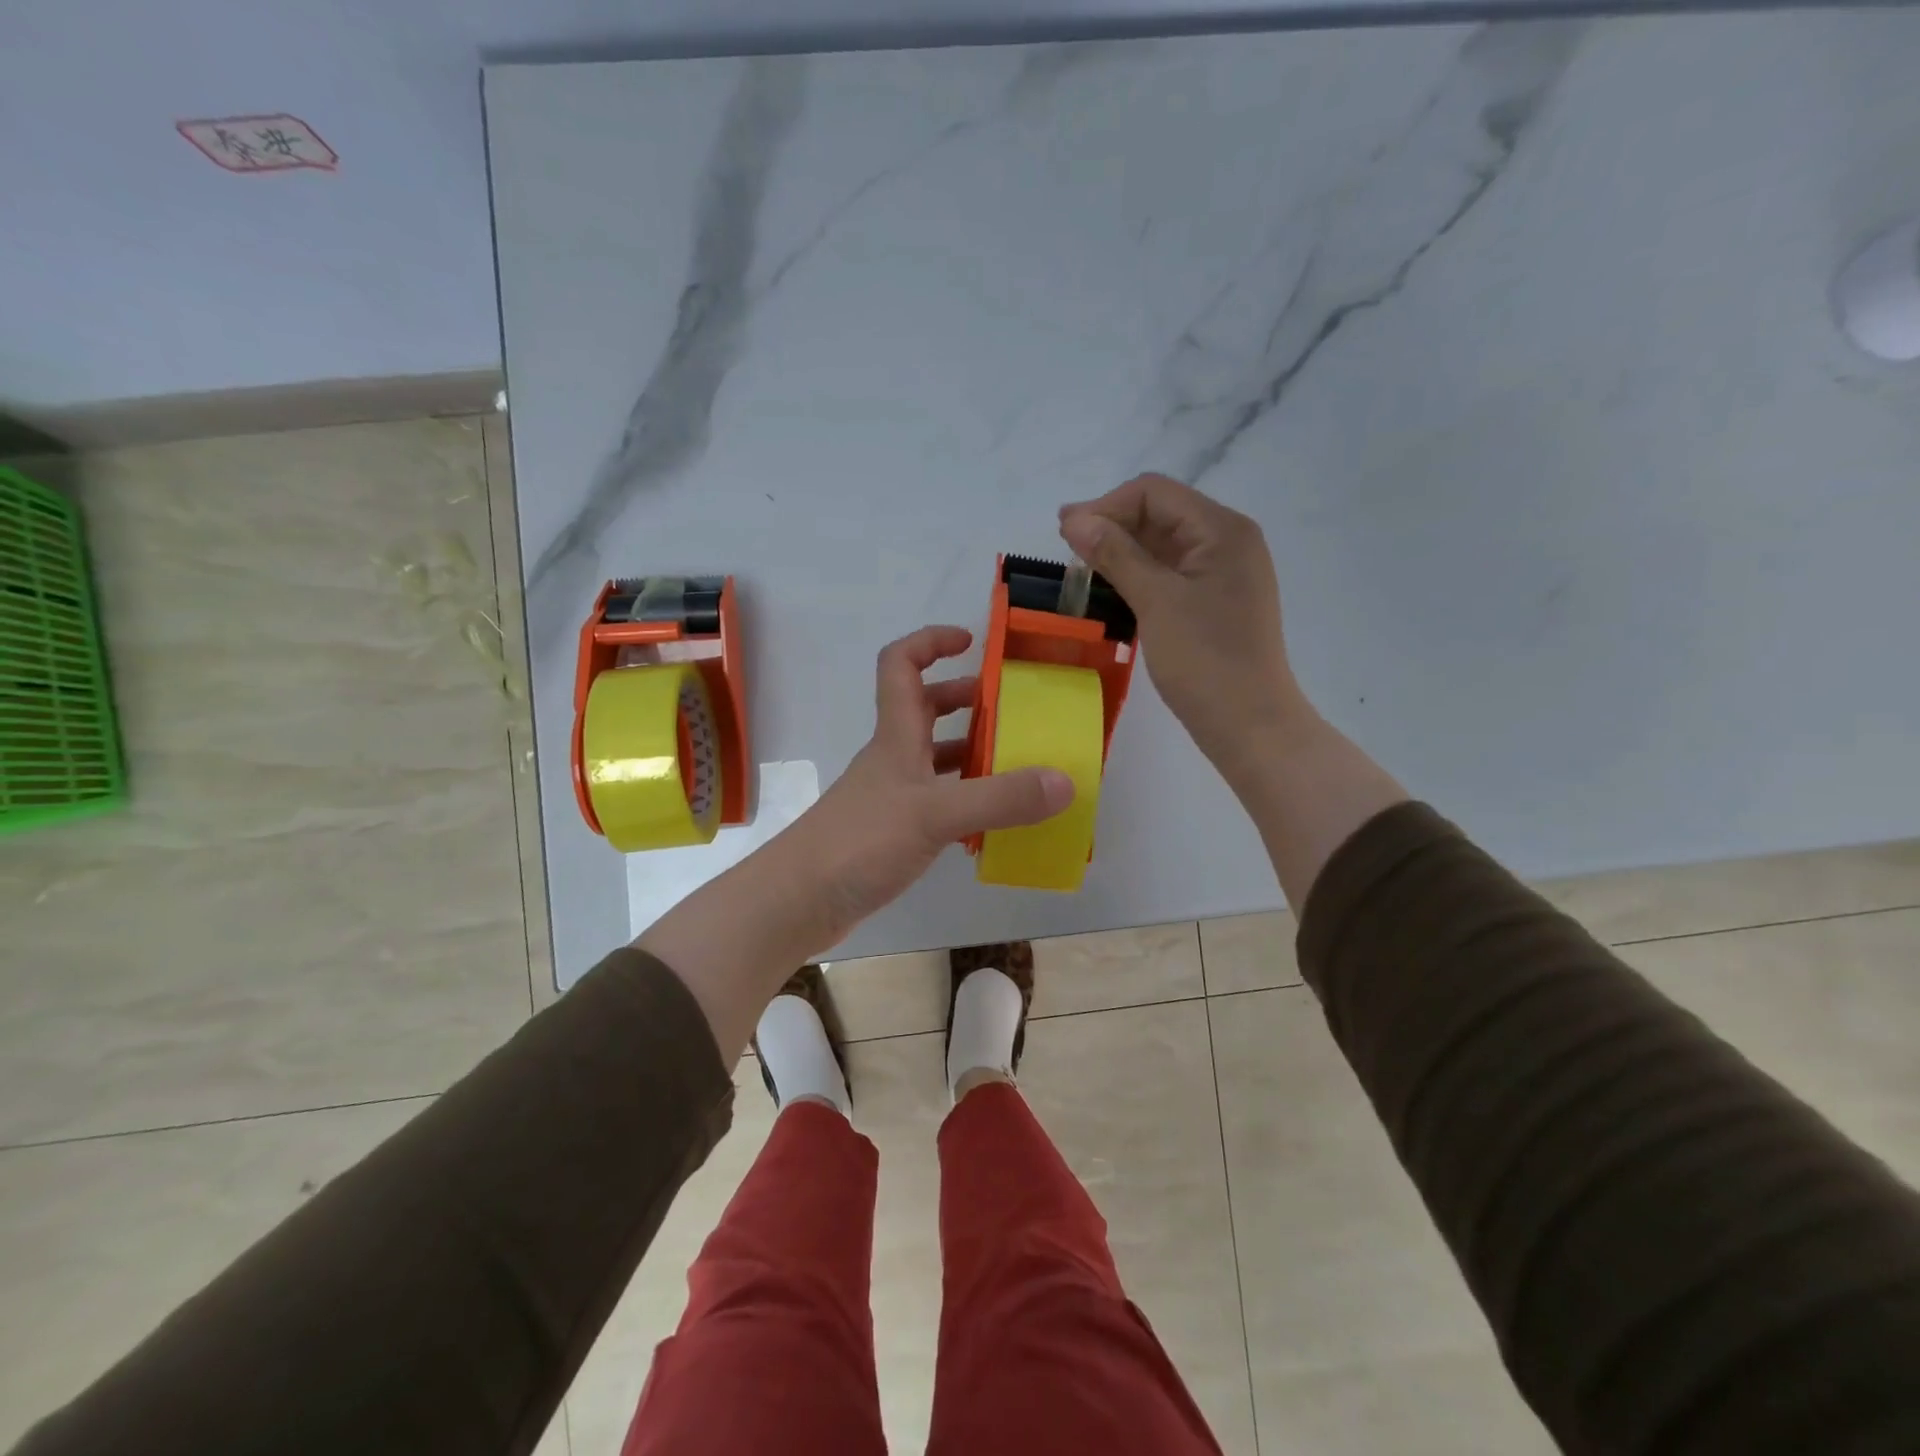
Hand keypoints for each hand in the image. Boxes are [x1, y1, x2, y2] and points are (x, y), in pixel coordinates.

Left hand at [797, 625, 1074, 936]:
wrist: (799, 900)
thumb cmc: (860, 842)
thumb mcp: (934, 814)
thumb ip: (999, 798)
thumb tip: (1064, 782)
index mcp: (896, 736)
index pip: (902, 665)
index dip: (932, 642)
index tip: (972, 643)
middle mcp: (893, 758)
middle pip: (925, 710)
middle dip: (965, 700)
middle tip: (1011, 711)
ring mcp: (891, 796)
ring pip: (934, 759)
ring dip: (971, 753)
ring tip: (1017, 764)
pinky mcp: (892, 832)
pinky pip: (937, 802)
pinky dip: (964, 802)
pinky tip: (993, 821)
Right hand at [1059, 474, 1311, 784]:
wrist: (1249, 724)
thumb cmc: (1205, 661)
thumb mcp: (1156, 601)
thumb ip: (1115, 554)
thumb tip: (1074, 519)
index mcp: (1222, 530)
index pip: (1154, 493)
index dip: (1106, 506)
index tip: (1064, 534)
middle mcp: (1227, 541)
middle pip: (1160, 513)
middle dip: (1112, 525)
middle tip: (1067, 549)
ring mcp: (1223, 572)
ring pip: (1163, 544)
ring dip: (1122, 550)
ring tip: (1082, 568)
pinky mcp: (1215, 600)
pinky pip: (1171, 572)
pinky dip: (1138, 574)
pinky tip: (1111, 589)